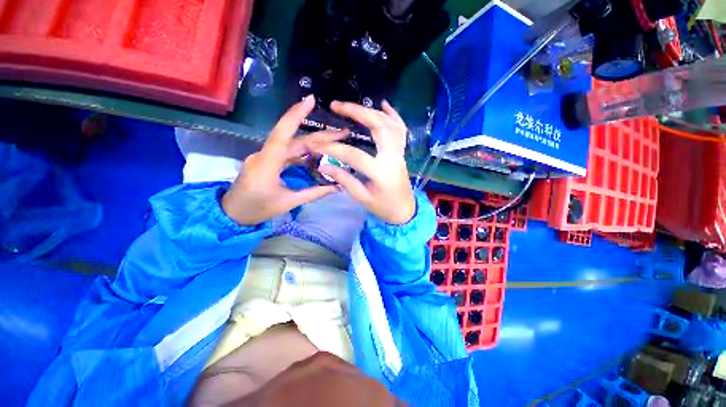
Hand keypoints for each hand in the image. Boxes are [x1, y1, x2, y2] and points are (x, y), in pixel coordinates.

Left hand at [222, 96, 346, 224]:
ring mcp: (266, 156)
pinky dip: (305, 152)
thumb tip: (336, 187)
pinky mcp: (267, 161)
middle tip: (343, 133)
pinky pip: (288, 153)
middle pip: (295, 139)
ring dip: (314, 143)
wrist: (232, 213)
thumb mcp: (288, 203)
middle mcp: (266, 154)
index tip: (310, 100)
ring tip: (336, 142)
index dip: (296, 115)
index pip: (283, 133)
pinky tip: (318, 154)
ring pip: (293, 145)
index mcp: (268, 163)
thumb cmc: (257, 209)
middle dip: (320, 135)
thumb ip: (313, 193)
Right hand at [311, 101, 415, 224]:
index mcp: (381, 171)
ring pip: (389, 123)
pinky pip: (401, 129)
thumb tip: (324, 166)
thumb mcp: (362, 197)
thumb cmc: (383, 207)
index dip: (333, 148)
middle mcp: (392, 157)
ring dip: (371, 111)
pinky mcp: (401, 152)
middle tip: (336, 105)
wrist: (404, 211)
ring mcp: (399, 152)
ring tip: (352, 106)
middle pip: (378, 126)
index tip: (316, 144)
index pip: (354, 155)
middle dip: (356, 112)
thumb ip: (344, 180)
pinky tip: (384, 105)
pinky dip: (393, 115)